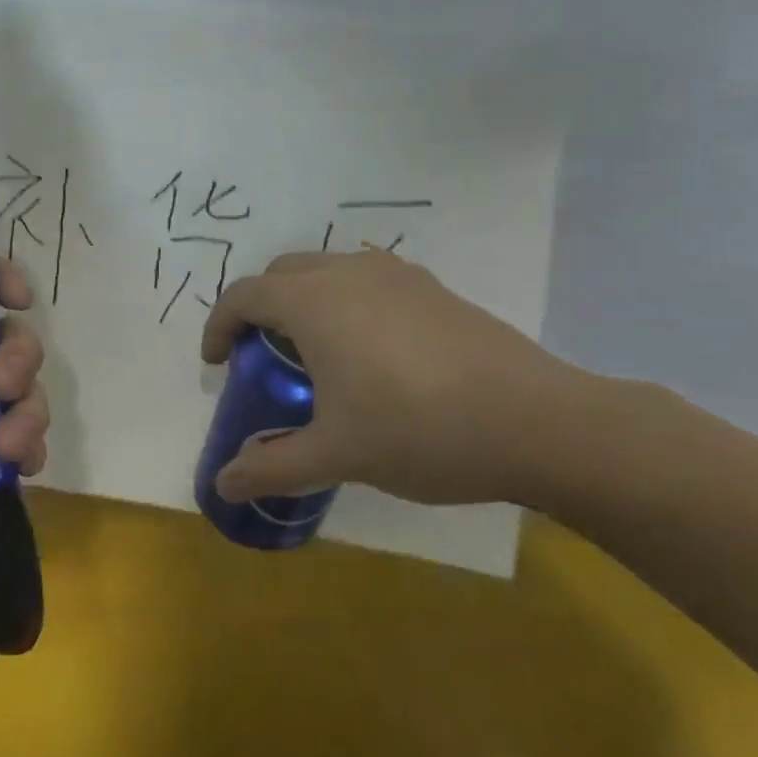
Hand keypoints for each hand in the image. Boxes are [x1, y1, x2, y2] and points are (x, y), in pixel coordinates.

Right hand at [200, 248, 585, 507]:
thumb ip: (272, 467)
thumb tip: (222, 485)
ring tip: (314, 357)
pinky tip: (371, 357)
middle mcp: (350, 274)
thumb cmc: (420, 431)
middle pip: (281, 273)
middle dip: (259, 309)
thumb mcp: (336, 454)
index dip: (219, 326)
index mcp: (315, 303)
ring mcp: (399, 276)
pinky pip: (368, 282)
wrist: (541, 424)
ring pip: (328, 271)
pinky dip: (345, 305)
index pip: (243, 295)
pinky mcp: (436, 290)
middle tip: (262, 359)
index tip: (216, 364)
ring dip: (303, 303)